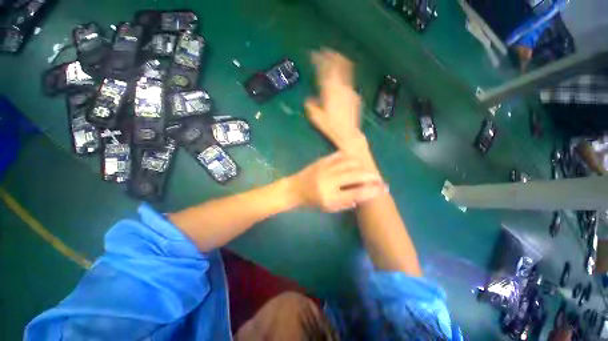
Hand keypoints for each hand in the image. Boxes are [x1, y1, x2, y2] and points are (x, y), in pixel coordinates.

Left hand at [289, 152, 385, 211]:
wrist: (295, 189)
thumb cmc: (312, 201)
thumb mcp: (328, 208)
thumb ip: (346, 203)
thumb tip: (364, 195)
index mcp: (330, 197)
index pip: (356, 193)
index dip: (372, 191)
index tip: (383, 189)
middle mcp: (329, 181)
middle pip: (356, 175)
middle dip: (371, 176)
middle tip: (378, 178)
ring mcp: (325, 168)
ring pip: (350, 162)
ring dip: (362, 166)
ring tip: (366, 170)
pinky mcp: (322, 160)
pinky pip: (340, 155)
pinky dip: (350, 158)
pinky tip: (354, 161)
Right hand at [307, 50, 362, 149]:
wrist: (348, 134)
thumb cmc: (331, 127)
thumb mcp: (317, 118)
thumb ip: (312, 107)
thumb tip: (308, 101)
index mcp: (330, 92)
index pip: (325, 71)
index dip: (320, 60)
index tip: (314, 54)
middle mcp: (341, 88)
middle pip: (338, 66)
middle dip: (332, 56)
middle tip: (326, 50)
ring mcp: (350, 91)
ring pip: (345, 72)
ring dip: (339, 64)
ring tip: (335, 58)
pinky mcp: (354, 96)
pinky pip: (348, 82)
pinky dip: (344, 77)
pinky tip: (341, 80)